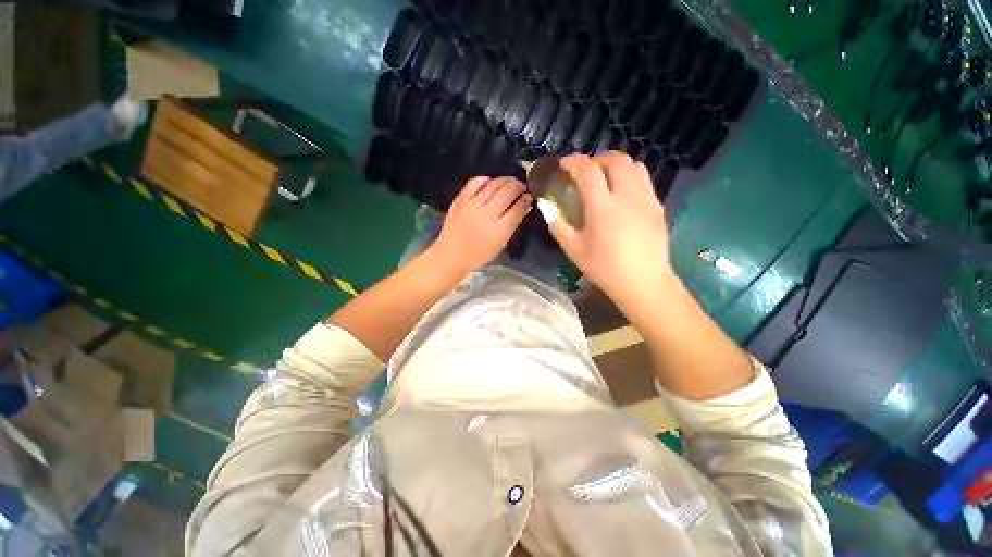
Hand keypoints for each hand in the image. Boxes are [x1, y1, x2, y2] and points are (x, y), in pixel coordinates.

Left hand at [430, 176, 532, 275]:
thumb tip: (523, 205)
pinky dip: (485, 179)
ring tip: (508, 183)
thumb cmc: (479, 254)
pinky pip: (475, 182)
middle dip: (518, 186)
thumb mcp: (501, 243)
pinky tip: (489, 182)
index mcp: (500, 229)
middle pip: (508, 191)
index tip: (529, 196)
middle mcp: (488, 214)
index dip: (526, 199)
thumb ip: (513, 223)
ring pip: (494, 184)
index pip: (518, 207)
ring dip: (505, 180)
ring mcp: (473, 204)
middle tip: (520, 187)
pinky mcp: (461, 199)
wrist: (452, 254)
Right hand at [545, 153, 674, 306]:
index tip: (563, 163)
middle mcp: (627, 196)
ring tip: (604, 176)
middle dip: (596, 159)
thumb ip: (557, 224)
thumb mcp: (573, 249)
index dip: (573, 162)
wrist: (643, 282)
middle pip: (615, 160)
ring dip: (615, 164)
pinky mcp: (657, 206)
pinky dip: (629, 175)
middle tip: (584, 170)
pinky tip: (621, 192)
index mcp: (602, 207)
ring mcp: (646, 199)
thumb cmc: (604, 268)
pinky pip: (644, 179)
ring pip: (634, 165)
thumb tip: (546, 205)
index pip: (588, 170)